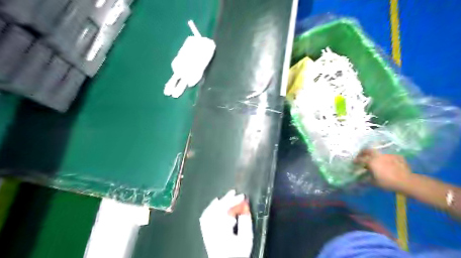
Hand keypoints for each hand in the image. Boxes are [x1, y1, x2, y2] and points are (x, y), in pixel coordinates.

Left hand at [200, 189, 253, 257]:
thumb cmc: (237, 254)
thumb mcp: (246, 240)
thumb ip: (246, 224)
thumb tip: (245, 211)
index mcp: (222, 231)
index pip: (227, 210)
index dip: (234, 201)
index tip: (242, 196)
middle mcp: (212, 230)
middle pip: (218, 210)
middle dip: (227, 199)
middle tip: (235, 193)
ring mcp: (208, 231)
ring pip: (210, 212)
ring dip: (219, 203)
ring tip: (225, 196)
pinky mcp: (207, 233)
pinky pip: (205, 217)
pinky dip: (210, 209)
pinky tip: (214, 205)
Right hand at [354, 149, 411, 191]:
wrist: (407, 181)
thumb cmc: (388, 182)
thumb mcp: (374, 182)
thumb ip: (367, 178)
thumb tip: (361, 179)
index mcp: (371, 161)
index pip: (360, 159)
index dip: (356, 160)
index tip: (354, 162)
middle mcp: (378, 156)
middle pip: (368, 150)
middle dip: (363, 152)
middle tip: (362, 156)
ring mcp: (388, 155)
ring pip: (378, 153)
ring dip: (375, 156)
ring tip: (376, 161)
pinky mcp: (397, 156)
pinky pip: (388, 156)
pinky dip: (386, 159)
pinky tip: (388, 163)